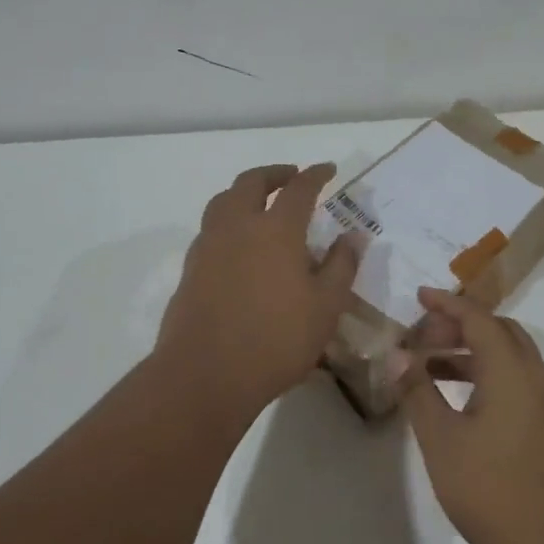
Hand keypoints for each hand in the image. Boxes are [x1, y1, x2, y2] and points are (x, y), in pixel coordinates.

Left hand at [157, 163, 359, 423]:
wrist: (206, 374)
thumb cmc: (277, 339)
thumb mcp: (326, 307)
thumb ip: (341, 266)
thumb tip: (353, 236)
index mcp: (276, 229)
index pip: (299, 188)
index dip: (315, 175)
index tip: (328, 169)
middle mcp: (238, 226)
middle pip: (251, 182)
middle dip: (274, 174)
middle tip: (291, 177)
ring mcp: (208, 246)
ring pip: (223, 200)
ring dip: (244, 193)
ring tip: (260, 204)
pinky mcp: (190, 269)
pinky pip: (210, 229)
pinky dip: (228, 221)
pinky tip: (239, 245)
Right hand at [402, 289, 543, 543]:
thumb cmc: (494, 492)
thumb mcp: (443, 442)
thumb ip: (418, 393)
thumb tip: (398, 355)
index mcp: (512, 371)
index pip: (478, 319)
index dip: (446, 304)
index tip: (418, 297)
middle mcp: (536, 377)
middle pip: (499, 331)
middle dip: (460, 326)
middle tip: (422, 337)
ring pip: (510, 357)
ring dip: (472, 352)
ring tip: (431, 368)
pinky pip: (517, 381)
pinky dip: (488, 375)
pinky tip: (461, 402)